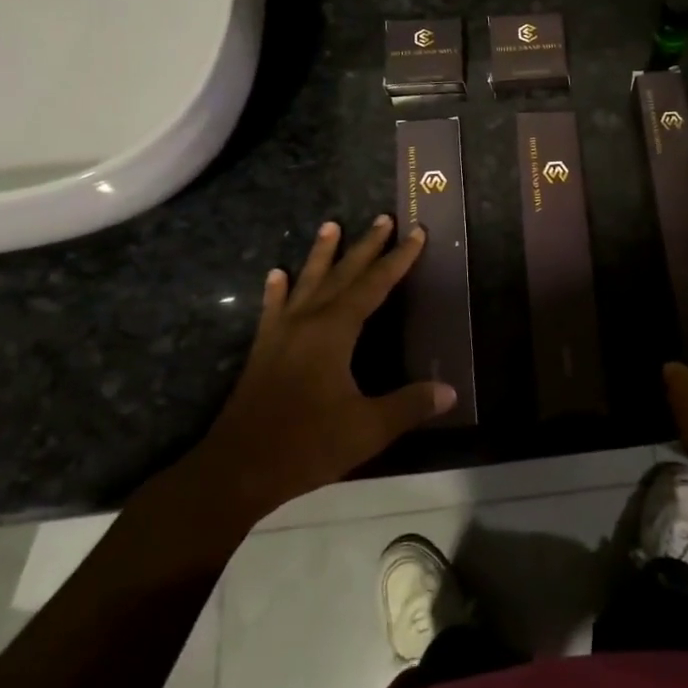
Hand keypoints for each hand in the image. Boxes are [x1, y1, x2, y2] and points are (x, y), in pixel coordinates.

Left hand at [187, 217, 454, 522]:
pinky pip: (273, 309)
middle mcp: (308, 321)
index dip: (397, 259)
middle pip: (342, 274)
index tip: (415, 233)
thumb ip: (409, 405)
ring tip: (330, 225)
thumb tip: (450, 391)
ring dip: (321, 254)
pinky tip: (275, 275)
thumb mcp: (367, 428)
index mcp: (335, 331)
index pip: (374, 285)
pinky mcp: (262, 350)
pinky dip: (277, 290)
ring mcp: (281, 333)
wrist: (237, 469)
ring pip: (306, 282)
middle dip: (366, 246)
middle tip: (382, 218)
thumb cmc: (306, 444)